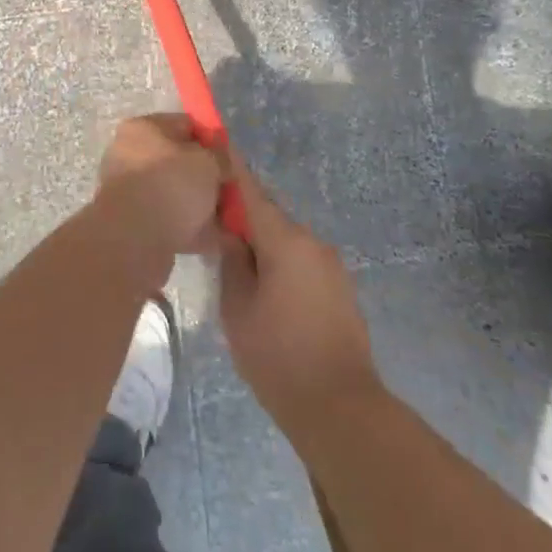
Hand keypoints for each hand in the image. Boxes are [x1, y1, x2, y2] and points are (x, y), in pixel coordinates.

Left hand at [92, 114, 225, 271]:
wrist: (136, 239)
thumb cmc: (171, 184)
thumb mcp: (207, 162)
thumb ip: (220, 157)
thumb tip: (222, 163)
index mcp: (142, 129)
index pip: (185, 125)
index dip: (212, 140)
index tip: (232, 158)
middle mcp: (130, 156)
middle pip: (180, 163)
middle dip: (208, 177)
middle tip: (233, 189)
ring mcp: (131, 192)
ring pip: (176, 194)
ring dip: (203, 206)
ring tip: (233, 219)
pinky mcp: (136, 225)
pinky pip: (173, 222)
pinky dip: (195, 229)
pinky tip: (222, 241)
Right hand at [219, 159, 379, 436]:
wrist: (341, 408)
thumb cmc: (278, 357)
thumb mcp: (238, 309)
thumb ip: (231, 262)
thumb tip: (228, 232)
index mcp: (286, 241)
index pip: (251, 191)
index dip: (231, 167)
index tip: (214, 142)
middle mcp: (313, 242)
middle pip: (269, 216)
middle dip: (241, 216)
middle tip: (210, 226)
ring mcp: (331, 265)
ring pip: (285, 240)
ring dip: (261, 243)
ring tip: (233, 264)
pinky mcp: (339, 288)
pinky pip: (301, 261)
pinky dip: (279, 262)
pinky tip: (262, 287)